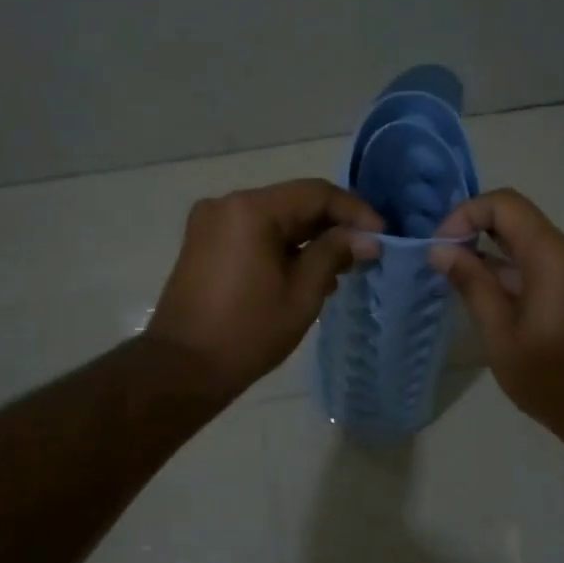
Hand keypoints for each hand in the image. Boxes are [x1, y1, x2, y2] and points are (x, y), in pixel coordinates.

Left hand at [148, 179, 383, 399]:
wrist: (182, 368)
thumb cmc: (248, 331)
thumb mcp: (302, 293)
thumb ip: (335, 254)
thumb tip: (367, 238)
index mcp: (251, 209)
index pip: (316, 194)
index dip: (355, 212)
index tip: (381, 237)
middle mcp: (227, 204)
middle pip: (294, 203)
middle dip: (332, 226)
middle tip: (363, 255)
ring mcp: (211, 223)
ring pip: (275, 219)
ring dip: (308, 239)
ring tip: (337, 272)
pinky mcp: (204, 244)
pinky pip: (254, 233)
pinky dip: (282, 247)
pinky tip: (304, 274)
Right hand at [429, 189, 563, 441]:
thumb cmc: (554, 379)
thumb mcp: (501, 336)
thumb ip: (472, 285)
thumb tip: (441, 250)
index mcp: (554, 255)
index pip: (504, 204)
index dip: (465, 214)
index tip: (441, 247)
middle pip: (518, 220)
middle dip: (475, 234)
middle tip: (442, 264)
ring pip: (530, 243)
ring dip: (494, 256)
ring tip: (460, 285)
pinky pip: (545, 262)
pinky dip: (515, 271)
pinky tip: (492, 300)